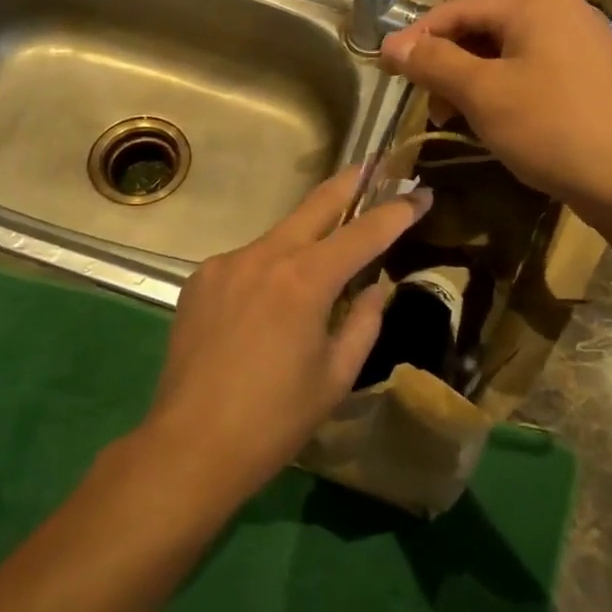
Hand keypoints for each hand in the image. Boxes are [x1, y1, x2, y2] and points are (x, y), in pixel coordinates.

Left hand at [145, 169, 431, 504]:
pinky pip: (247, 261)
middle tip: (374, 166)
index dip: (397, 212)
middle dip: (350, 183)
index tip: (422, 195)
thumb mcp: (336, 376)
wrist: (188, 446)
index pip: (364, 232)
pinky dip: (269, 270)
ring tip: (320, 264)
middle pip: (316, 204)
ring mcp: (226, 262)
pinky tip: (266, 306)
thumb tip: (374, 288)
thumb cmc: (274, 420)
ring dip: (306, 239)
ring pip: (279, 236)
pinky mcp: (201, 279)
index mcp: (305, 280)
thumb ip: (363, 322)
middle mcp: (265, 255)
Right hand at [380, 0, 611, 215]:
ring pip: (511, 54)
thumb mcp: (483, 93)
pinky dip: (507, 91)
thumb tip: (391, 43)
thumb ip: (434, 62)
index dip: (418, 37)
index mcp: (537, 4)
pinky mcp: (597, 77)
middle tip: (427, 104)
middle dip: (449, 65)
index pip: (458, 9)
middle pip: (486, 30)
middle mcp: (565, 12)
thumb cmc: (552, 127)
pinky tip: (500, 123)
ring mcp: (586, 44)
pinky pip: (537, 72)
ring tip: (458, 119)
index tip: (387, 69)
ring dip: (475, 82)